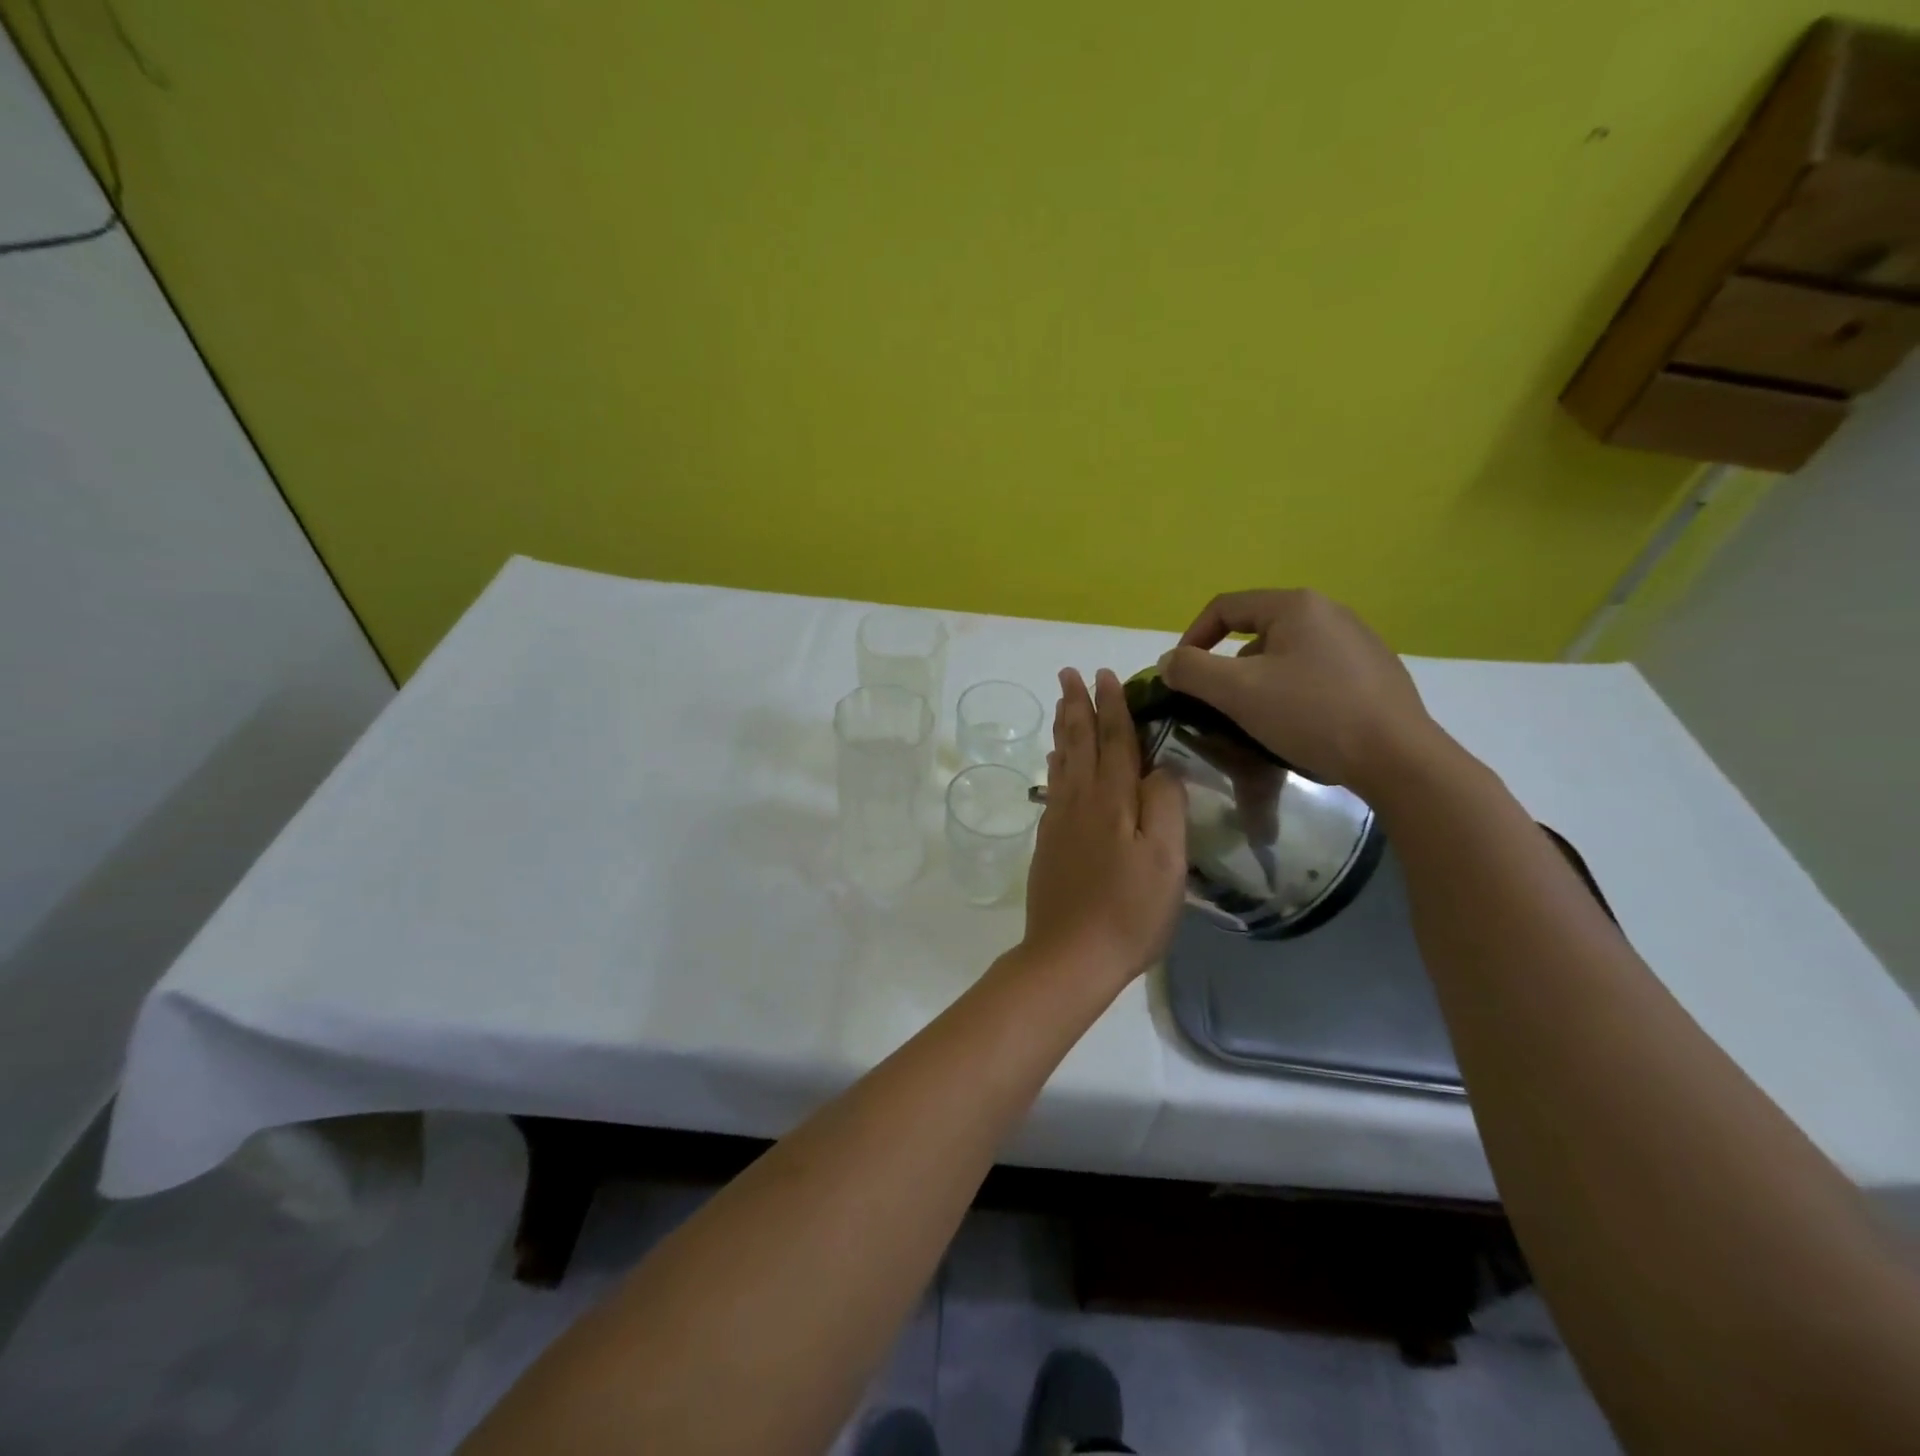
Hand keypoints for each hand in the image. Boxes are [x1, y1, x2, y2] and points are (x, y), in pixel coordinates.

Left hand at [1022, 668, 1186, 988]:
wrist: (1070, 956)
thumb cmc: (1129, 911)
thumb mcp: (1166, 859)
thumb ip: (1165, 805)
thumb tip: (1161, 767)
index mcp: (1113, 800)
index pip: (1115, 740)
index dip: (1112, 706)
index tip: (1105, 674)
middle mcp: (1080, 801)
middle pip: (1079, 742)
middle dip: (1077, 705)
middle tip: (1069, 673)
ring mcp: (1059, 822)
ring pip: (1062, 762)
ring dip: (1063, 729)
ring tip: (1061, 705)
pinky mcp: (1048, 843)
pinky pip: (1053, 787)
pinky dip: (1055, 764)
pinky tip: (1055, 762)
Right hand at [1158, 589, 1440, 797]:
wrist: (1398, 759)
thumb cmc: (1312, 715)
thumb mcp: (1238, 692)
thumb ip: (1191, 671)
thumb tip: (1168, 662)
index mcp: (1297, 606)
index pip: (1225, 607)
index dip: (1192, 637)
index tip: (1180, 676)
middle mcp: (1330, 612)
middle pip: (1256, 631)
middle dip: (1228, 666)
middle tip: (1219, 703)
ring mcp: (1359, 641)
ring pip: (1286, 655)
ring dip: (1260, 682)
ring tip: (1257, 719)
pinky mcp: (1376, 672)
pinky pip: (1316, 673)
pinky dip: (1294, 692)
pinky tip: (1299, 725)